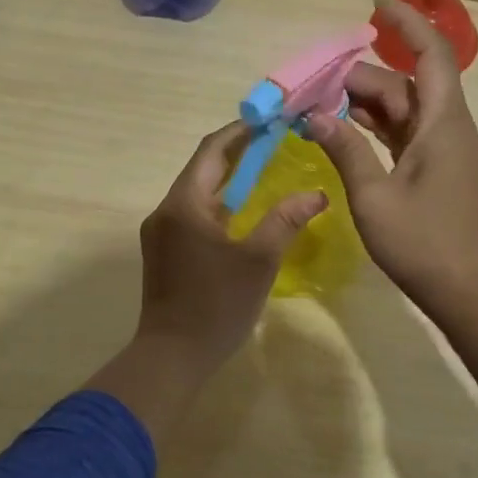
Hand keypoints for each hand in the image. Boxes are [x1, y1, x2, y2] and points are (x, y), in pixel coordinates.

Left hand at [133, 121, 326, 380]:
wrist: (172, 356)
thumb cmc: (216, 305)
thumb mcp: (258, 261)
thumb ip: (285, 221)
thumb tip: (316, 194)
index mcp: (184, 203)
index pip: (212, 150)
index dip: (241, 131)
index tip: (270, 121)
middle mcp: (166, 210)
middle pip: (203, 168)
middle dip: (237, 153)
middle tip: (275, 143)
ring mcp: (161, 232)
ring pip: (197, 192)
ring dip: (228, 179)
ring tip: (265, 171)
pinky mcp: (164, 251)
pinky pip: (192, 213)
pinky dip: (218, 204)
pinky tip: (242, 212)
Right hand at [308, 0, 477, 320]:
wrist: (471, 294)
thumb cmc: (424, 244)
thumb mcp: (373, 197)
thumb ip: (345, 150)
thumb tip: (313, 116)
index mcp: (444, 124)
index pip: (431, 54)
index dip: (405, 24)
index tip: (374, 5)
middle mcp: (451, 128)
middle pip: (408, 85)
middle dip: (362, 79)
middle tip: (314, 88)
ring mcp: (448, 151)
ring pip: (407, 111)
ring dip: (368, 105)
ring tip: (320, 108)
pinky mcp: (442, 172)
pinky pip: (408, 135)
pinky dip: (379, 128)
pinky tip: (346, 132)